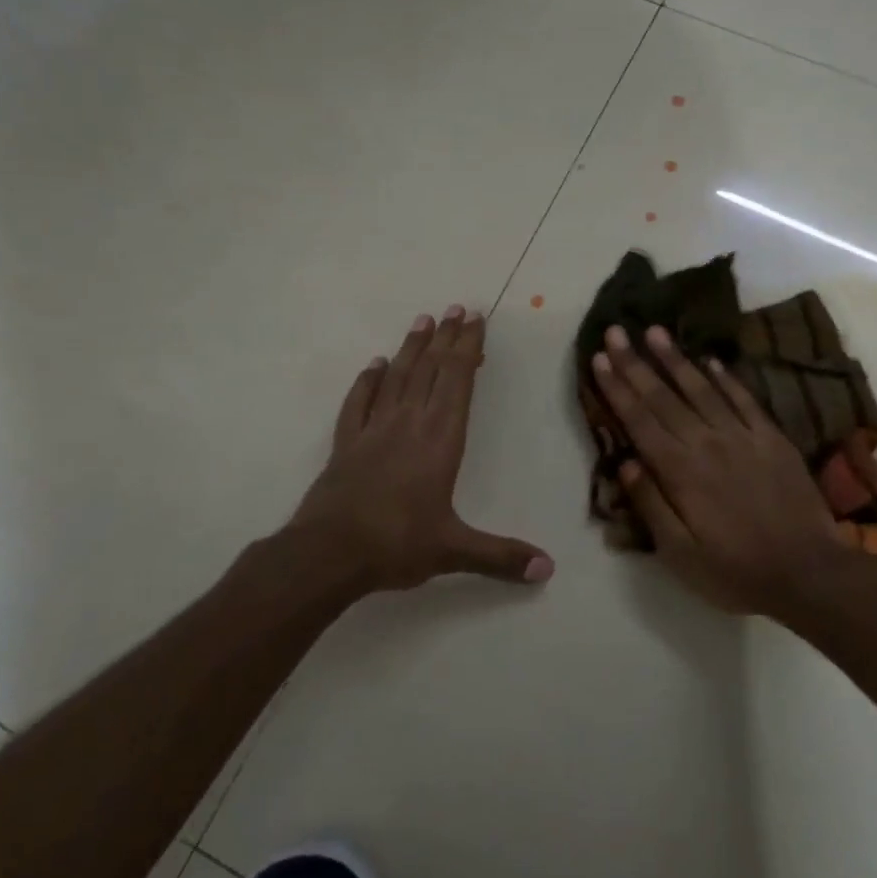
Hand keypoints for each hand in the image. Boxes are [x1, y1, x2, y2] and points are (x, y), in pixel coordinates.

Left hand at [288, 305, 553, 595]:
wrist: (328, 553)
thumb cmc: (396, 545)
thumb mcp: (454, 551)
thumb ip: (501, 557)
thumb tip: (549, 569)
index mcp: (440, 441)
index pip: (458, 382)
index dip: (468, 349)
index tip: (475, 319)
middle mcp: (409, 424)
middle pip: (430, 370)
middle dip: (446, 338)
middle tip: (456, 308)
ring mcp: (374, 430)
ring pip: (396, 378)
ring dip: (411, 348)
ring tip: (423, 321)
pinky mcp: (346, 444)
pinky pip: (358, 403)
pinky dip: (367, 381)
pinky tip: (374, 365)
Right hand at [591, 324, 844, 617]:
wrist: (809, 573)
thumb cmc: (735, 570)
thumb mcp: (680, 554)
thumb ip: (651, 504)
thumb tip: (623, 464)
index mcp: (680, 472)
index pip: (640, 421)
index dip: (617, 388)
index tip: (599, 359)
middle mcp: (707, 443)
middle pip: (664, 397)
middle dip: (636, 363)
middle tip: (616, 331)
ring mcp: (743, 437)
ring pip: (701, 389)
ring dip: (675, 359)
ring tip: (655, 331)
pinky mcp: (772, 438)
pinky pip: (744, 400)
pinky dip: (725, 378)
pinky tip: (710, 360)